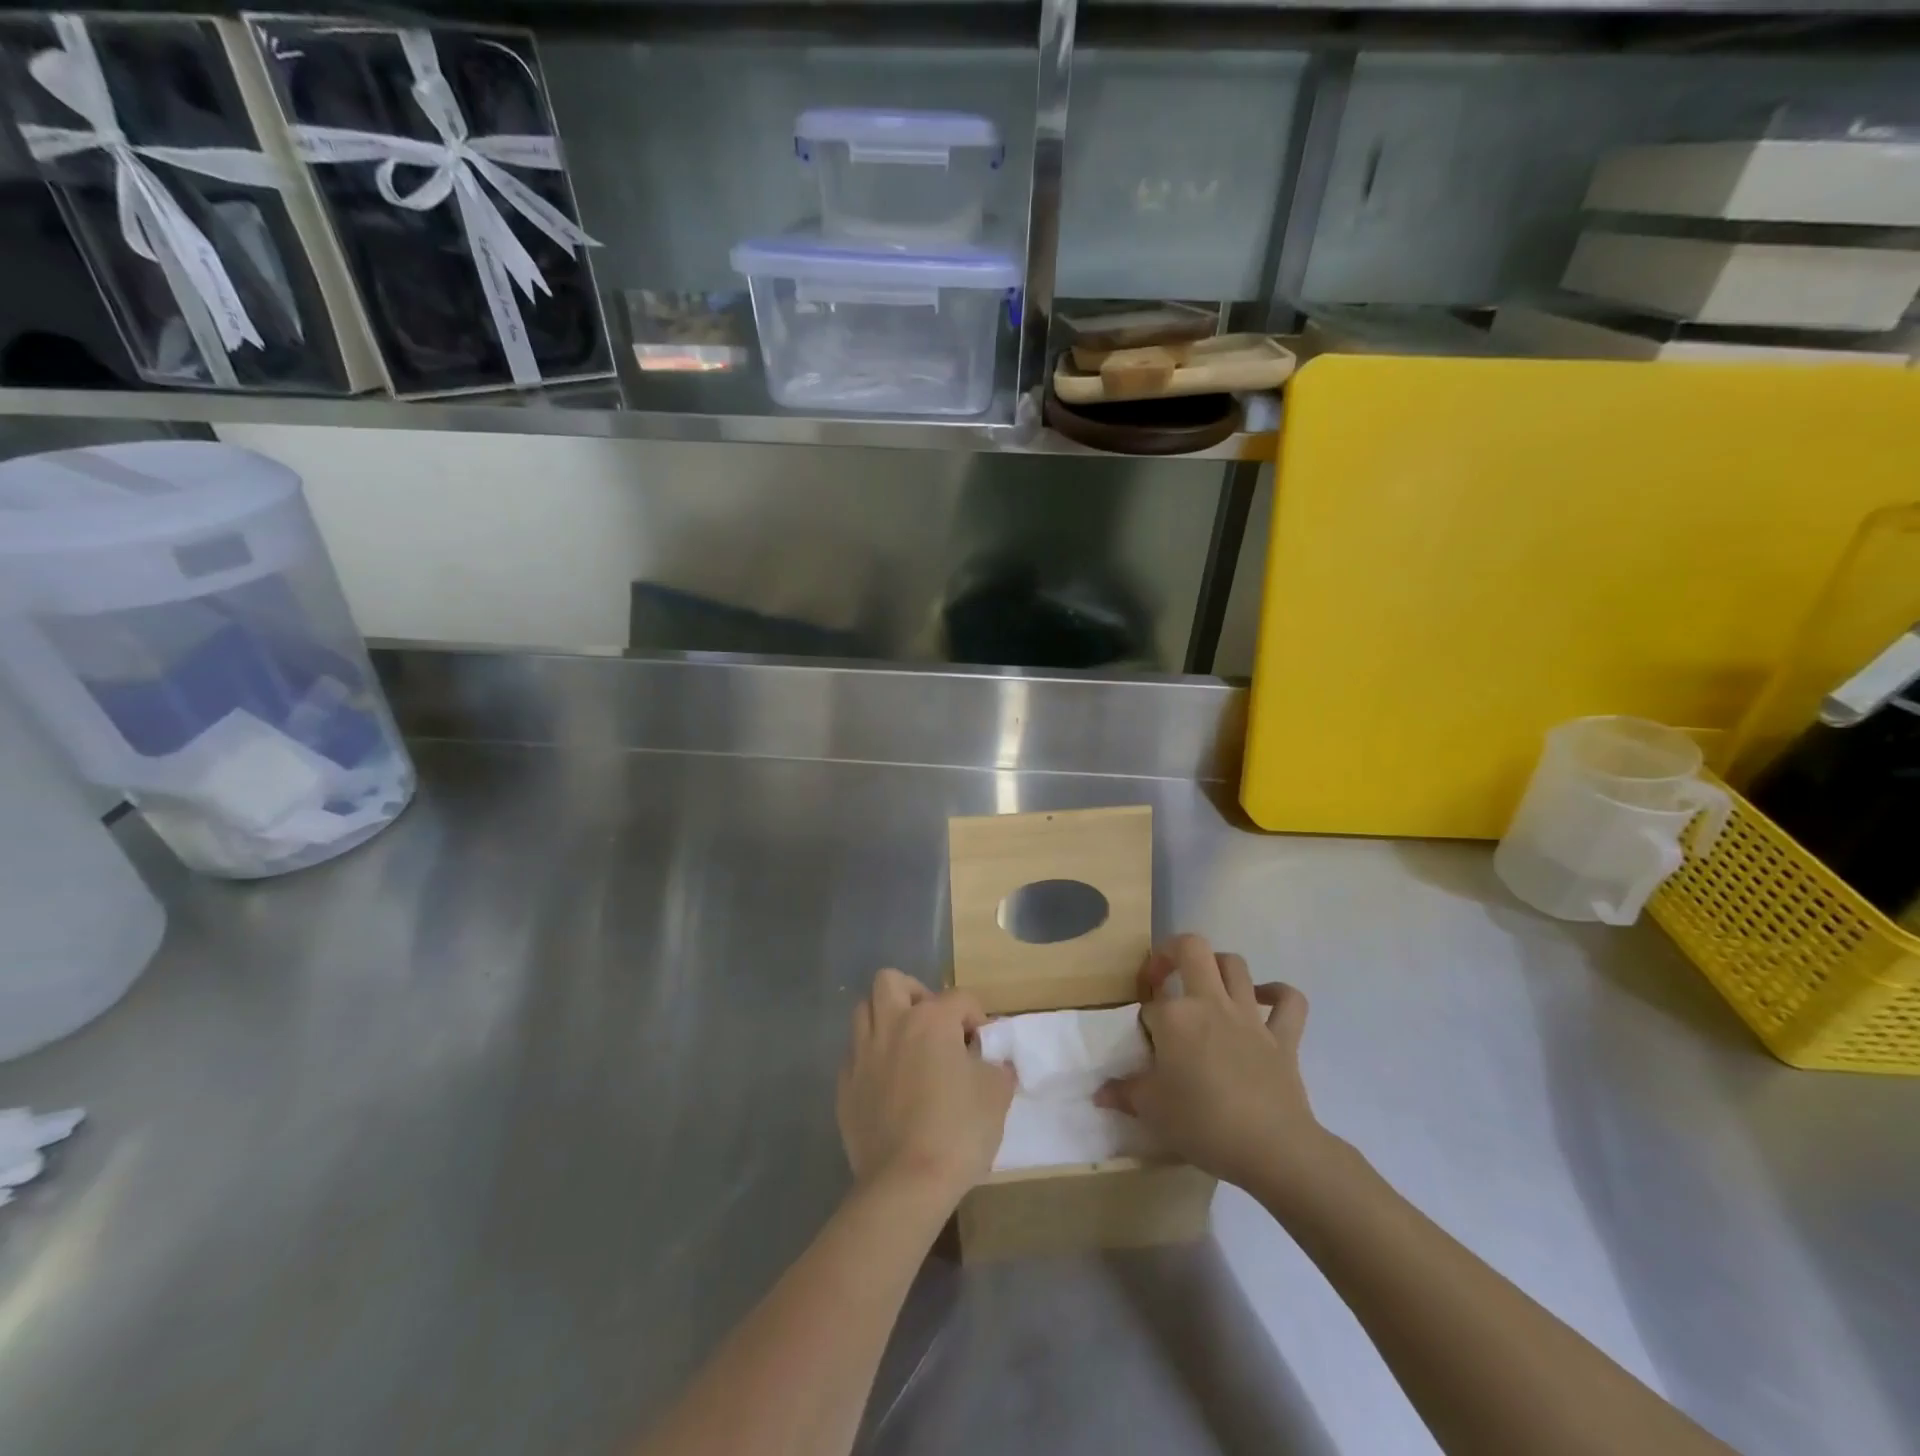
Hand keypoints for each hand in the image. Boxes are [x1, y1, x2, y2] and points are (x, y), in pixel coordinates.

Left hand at [837, 969, 1015, 1206]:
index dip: (977, 1017)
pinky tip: (886, 1084)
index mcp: (931, 1020)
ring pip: (863, 1011)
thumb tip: (993, 1061)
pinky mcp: (844, 1086)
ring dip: (885, 1020)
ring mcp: (862, 1054)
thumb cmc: (958, 1132)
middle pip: (891, 982)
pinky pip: (854, 1055)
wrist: (906, 1184)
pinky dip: (870, 1059)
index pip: (960, 998)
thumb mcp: (996, 1095)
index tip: (983, 1046)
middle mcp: (891, 1025)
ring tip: (906, 1049)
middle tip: (933, 1026)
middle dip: (914, 994)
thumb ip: (997, 1067)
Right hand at [1095, 933, 1323, 1196]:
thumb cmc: (1204, 1124)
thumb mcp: (1152, 1111)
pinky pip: (1289, 1001)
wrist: (1272, 1148)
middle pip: (1192, 948)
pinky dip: (1278, 994)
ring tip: (1206, 985)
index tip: (1144, 1047)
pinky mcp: (1284, 1037)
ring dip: (1218, 966)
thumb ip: (1124, 1093)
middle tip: (1163, 976)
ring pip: (1235, 965)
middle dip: (1173, 952)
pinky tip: (1265, 999)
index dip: (1143, 1021)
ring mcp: (1250, 1016)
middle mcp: (1210, 1003)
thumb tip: (1100, 1093)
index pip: (1150, 1005)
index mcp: (1175, 1017)